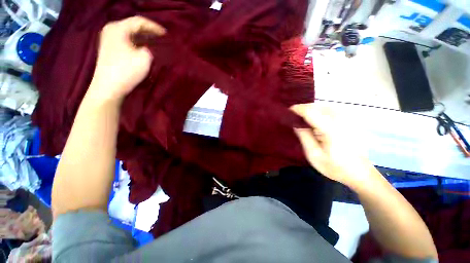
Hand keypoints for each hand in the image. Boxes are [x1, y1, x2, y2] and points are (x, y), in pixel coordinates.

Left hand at [88, 16, 165, 102]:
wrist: (108, 87)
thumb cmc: (127, 71)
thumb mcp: (145, 57)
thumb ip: (150, 48)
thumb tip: (149, 47)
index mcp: (118, 28)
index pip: (139, 21)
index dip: (154, 27)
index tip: (166, 34)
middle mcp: (111, 30)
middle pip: (133, 26)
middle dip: (149, 31)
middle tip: (162, 38)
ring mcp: (108, 39)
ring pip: (129, 33)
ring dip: (143, 37)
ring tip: (155, 42)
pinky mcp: (109, 48)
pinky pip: (126, 40)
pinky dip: (136, 42)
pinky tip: (144, 47)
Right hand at [291, 103, 375, 188]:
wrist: (359, 173)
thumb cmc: (334, 166)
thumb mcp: (314, 154)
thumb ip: (304, 136)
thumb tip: (295, 123)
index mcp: (331, 129)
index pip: (310, 112)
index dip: (297, 109)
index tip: (287, 111)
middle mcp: (340, 120)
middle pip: (317, 106)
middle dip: (303, 109)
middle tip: (293, 116)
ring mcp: (347, 119)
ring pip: (324, 106)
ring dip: (311, 109)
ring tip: (301, 117)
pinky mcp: (350, 120)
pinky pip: (331, 109)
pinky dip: (319, 111)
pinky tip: (315, 118)